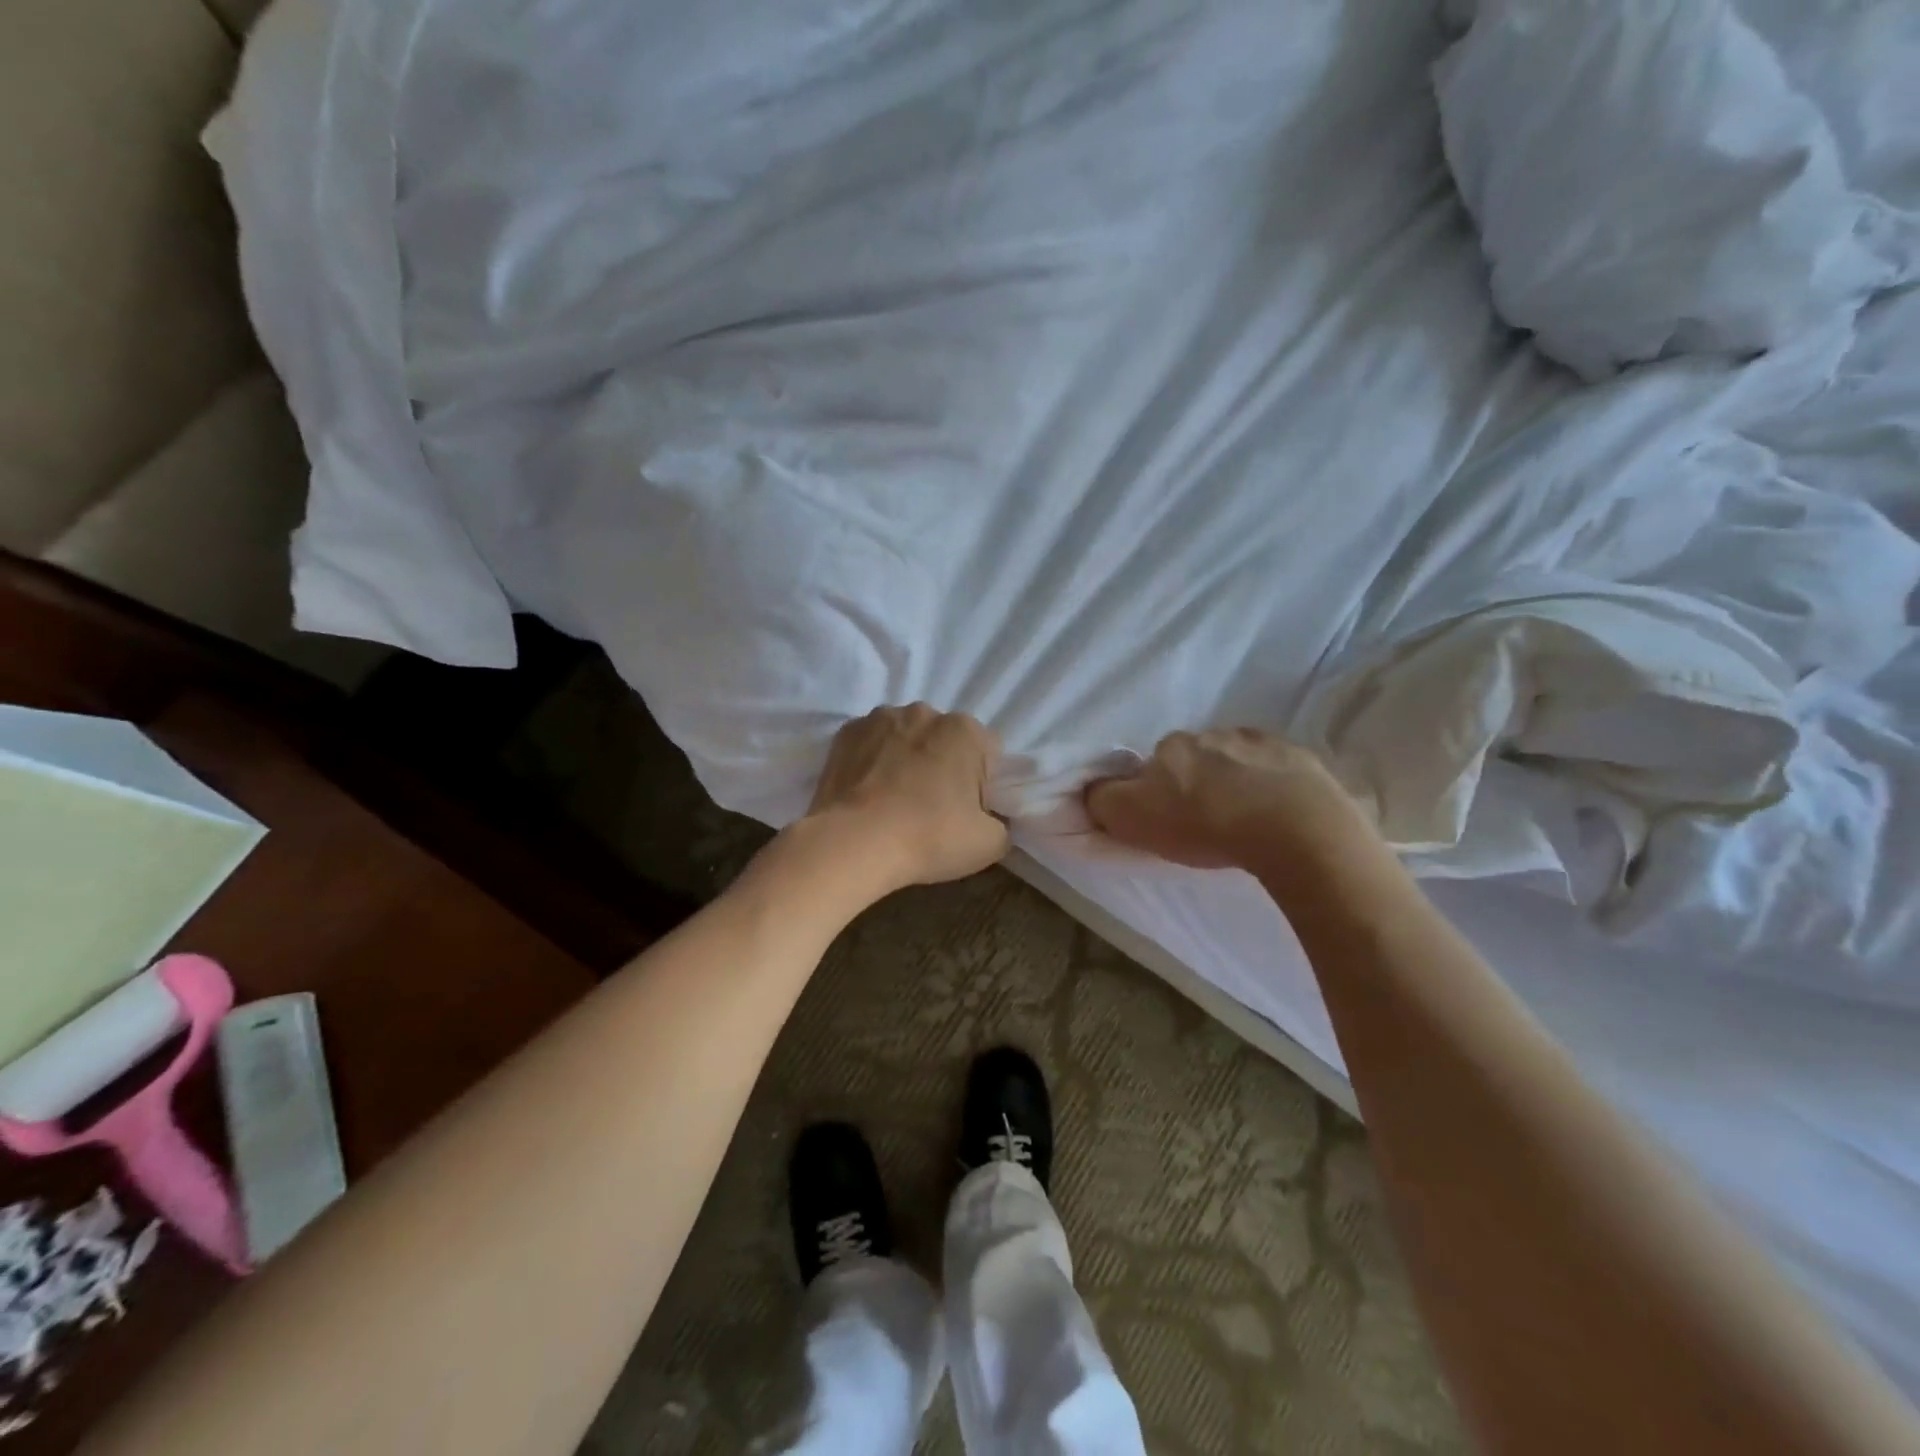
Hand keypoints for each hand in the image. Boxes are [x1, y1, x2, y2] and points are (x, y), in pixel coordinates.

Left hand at [802, 704, 1008, 893]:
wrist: (852, 843)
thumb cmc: (928, 838)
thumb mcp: (989, 844)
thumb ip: (1002, 824)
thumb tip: (992, 819)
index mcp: (965, 730)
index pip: (988, 754)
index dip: (982, 785)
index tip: (967, 811)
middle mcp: (924, 712)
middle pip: (945, 740)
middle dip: (943, 765)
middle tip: (931, 808)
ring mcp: (880, 718)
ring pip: (906, 738)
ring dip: (906, 759)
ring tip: (893, 800)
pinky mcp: (845, 732)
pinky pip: (870, 744)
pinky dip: (872, 760)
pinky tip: (867, 792)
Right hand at [1085, 728, 1372, 870]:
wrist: (1293, 826)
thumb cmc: (1203, 824)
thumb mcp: (1132, 818)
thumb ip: (1103, 800)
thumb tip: (1095, 789)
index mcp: (1170, 746)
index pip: (1152, 766)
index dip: (1156, 793)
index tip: (1168, 820)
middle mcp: (1211, 733)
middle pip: (1195, 759)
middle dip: (1197, 782)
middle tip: (1208, 822)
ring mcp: (1259, 742)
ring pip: (1236, 760)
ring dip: (1235, 781)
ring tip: (1247, 819)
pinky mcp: (1299, 756)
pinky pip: (1276, 768)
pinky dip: (1272, 784)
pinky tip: (1278, 812)